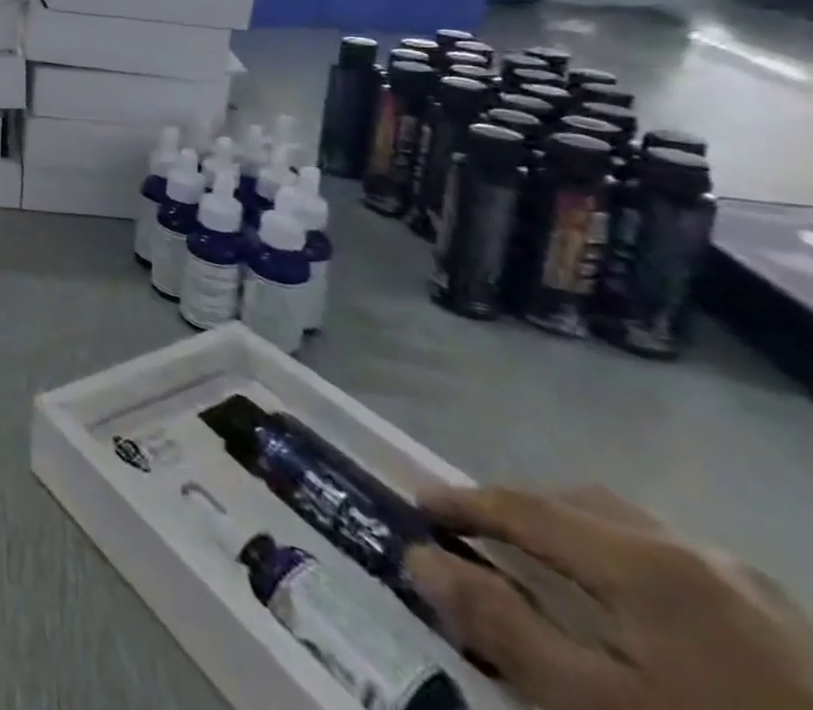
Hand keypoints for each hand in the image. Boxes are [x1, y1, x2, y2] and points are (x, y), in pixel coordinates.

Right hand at [406, 485, 812, 709]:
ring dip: (579, 539)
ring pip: (637, 534)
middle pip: (582, 505)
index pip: (524, 505)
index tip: (418, 506)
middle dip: (522, 512)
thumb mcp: (595, 705)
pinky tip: (636, 620)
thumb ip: (501, 625)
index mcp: (643, 559)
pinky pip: (684, 572)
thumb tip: (419, 558)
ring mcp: (757, 592)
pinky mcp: (797, 635)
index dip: (463, 502)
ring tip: (551, 576)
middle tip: (480, 540)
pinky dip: (632, 573)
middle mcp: (696, 551)